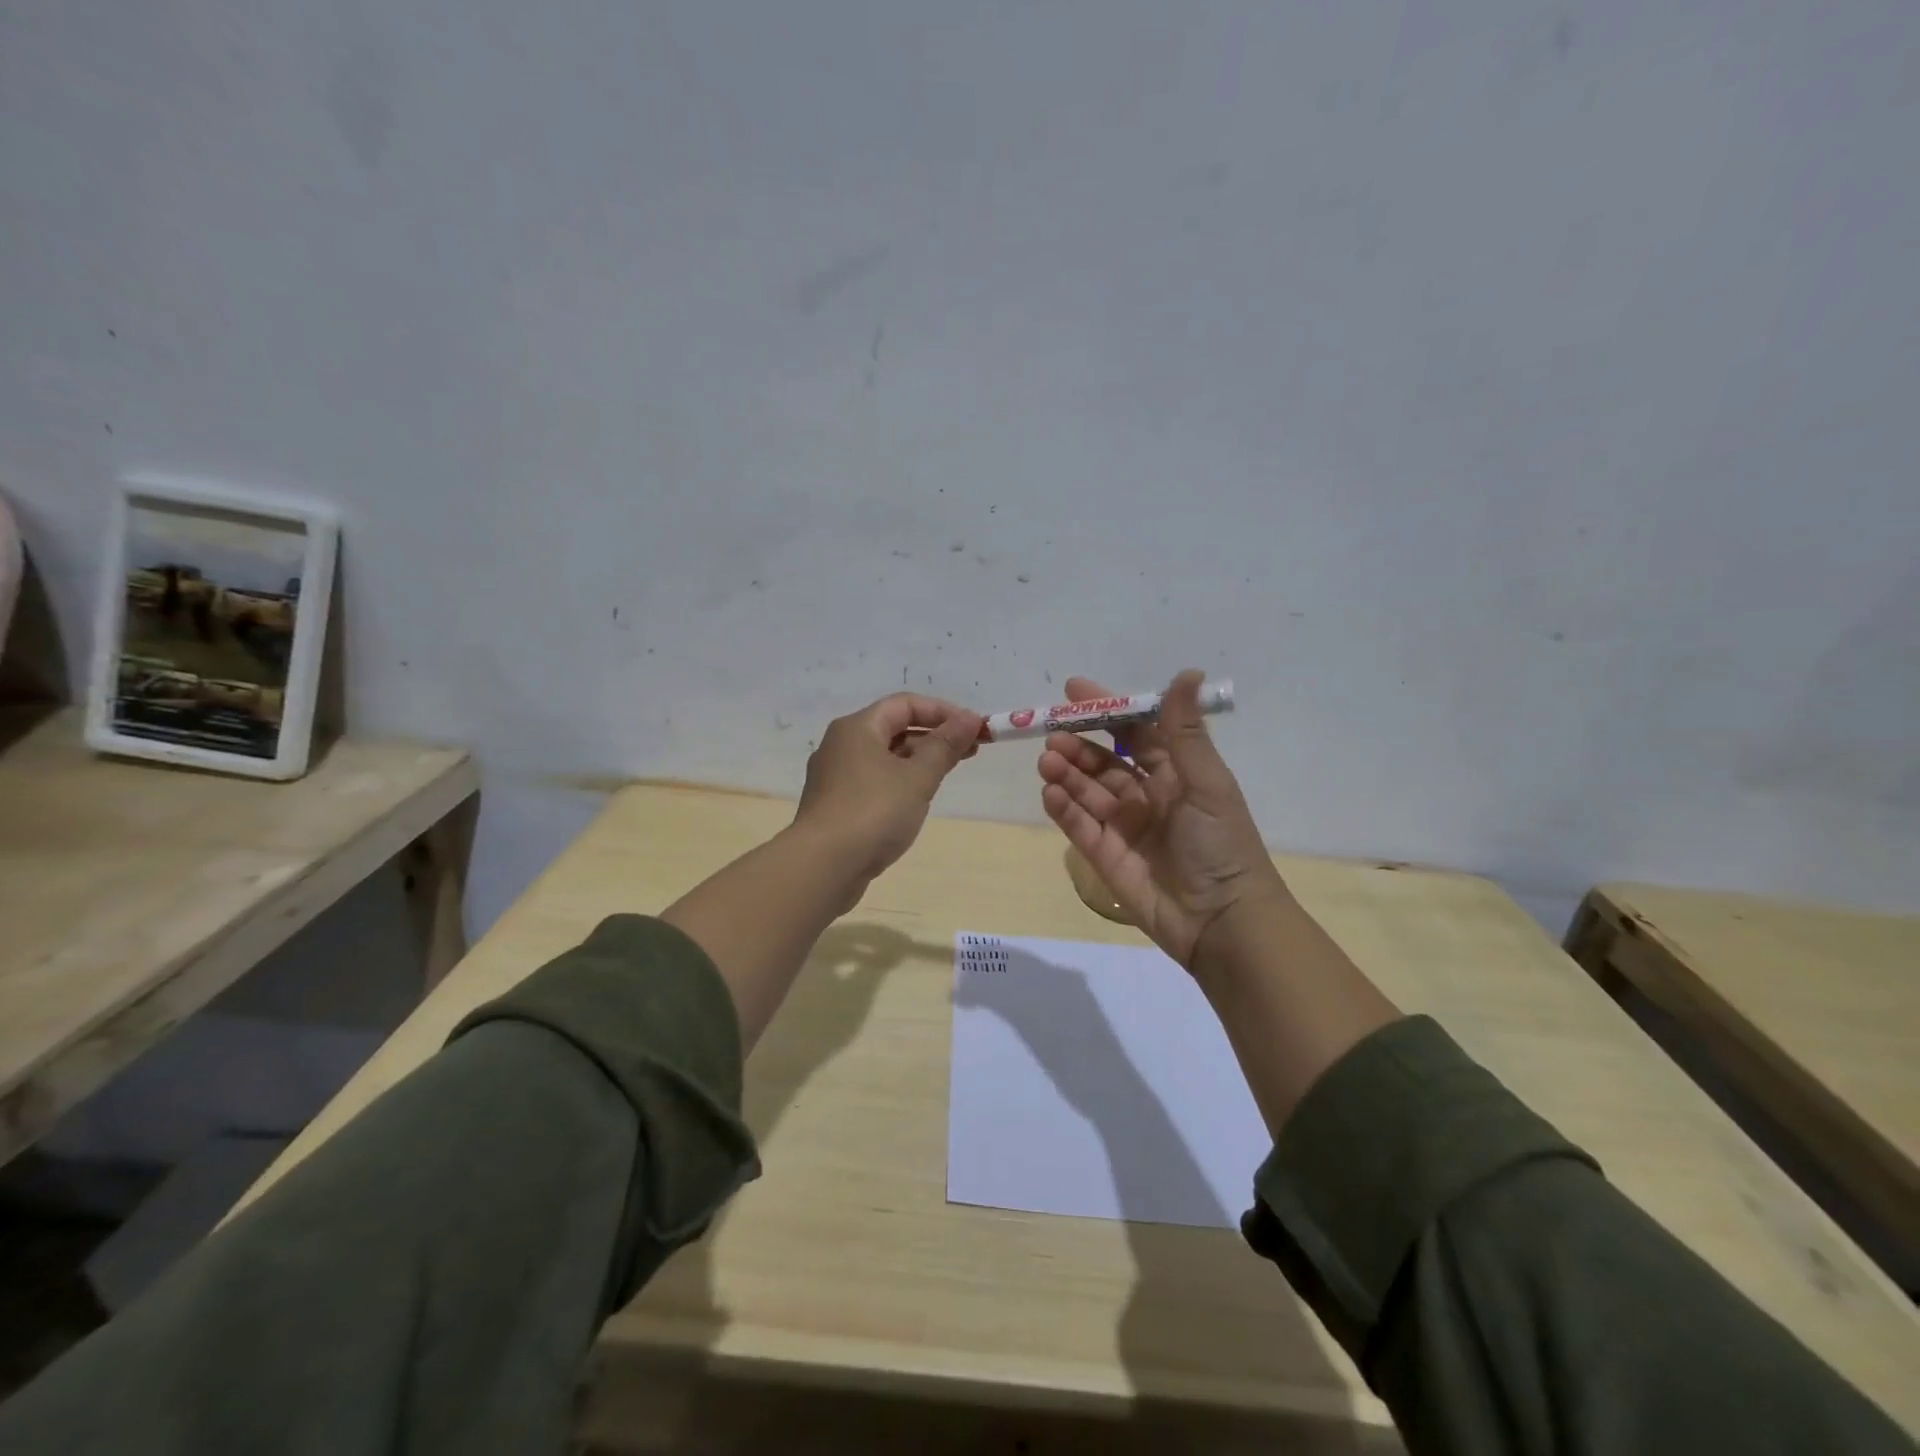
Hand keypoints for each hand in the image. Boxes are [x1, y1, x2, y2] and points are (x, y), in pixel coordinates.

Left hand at [796, 692, 983, 885]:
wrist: (823, 867)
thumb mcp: (917, 777)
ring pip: (885, 756)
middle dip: (935, 736)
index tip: (974, 728)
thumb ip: (945, 746)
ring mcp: (836, 776)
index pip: (905, 704)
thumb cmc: (873, 812)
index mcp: (857, 728)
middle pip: (894, 728)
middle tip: (972, 750)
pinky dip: (900, 780)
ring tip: (950, 771)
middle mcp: (841, 745)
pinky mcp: (836, 805)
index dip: (943, 711)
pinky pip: (875, 780)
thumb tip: (969, 718)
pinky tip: (918, 798)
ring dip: (919, 759)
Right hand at [1037, 669, 1283, 968]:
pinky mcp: (1105, 856)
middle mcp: (1147, 795)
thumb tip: (1188, 672)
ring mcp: (1124, 827)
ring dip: (1066, 773)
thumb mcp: (1206, 781)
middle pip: (1104, 761)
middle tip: (1052, 733)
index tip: (1074, 690)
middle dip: (1078, 744)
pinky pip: (1079, 825)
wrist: (1222, 921)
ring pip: (1086, 791)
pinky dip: (1063, 808)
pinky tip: (1050, 793)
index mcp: (1175, 773)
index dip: (1107, 710)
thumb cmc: (1220, 844)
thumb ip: (1185, 730)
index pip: (1135, 731)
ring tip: (1048, 761)